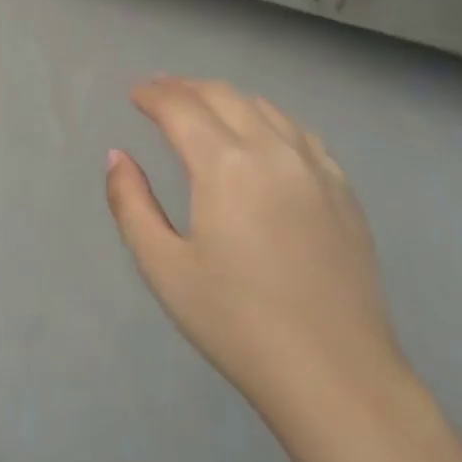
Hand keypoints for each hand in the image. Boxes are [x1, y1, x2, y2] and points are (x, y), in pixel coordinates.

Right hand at [105, 77, 410, 450]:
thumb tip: (117, 156)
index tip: (134, 93)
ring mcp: (316, 168)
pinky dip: (269, 119)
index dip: (153, 95)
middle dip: (185, 87)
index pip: (181, 108)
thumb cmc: (237, 323)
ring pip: (265, 108)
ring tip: (203, 106)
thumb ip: (131, 204)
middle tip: (160, 91)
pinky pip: (300, 134)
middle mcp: (272, 151)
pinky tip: (263, 135)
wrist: (335, 375)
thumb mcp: (164, 268)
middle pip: (223, 96)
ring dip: (227, 98)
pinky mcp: (343, 191)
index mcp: (225, 165)